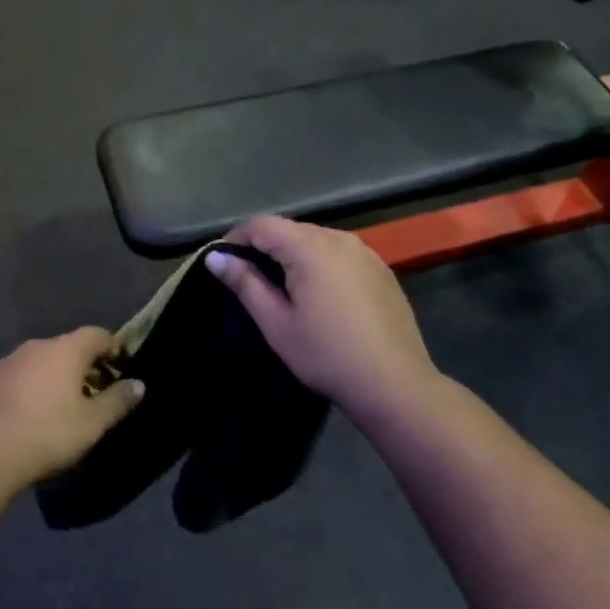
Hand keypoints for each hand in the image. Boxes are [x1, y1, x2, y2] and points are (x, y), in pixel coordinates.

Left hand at [0, 328, 144, 492]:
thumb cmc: (47, 434)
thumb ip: (118, 401)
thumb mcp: (92, 423)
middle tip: (97, 393)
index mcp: (65, 350)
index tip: (123, 368)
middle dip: (86, 366)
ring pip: (42, 362)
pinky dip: (32, 388)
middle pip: (69, 347)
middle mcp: (36, 347)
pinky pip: (19, 377)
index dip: (114, 348)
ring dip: (57, 377)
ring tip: (64, 407)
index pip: (98, 334)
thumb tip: (139, 384)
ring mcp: (8, 362)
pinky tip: (32, 415)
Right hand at [206, 217, 437, 409]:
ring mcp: (365, 252)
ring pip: (317, 240)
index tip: (222, 263)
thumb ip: (245, 283)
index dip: (236, 238)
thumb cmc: (326, 354)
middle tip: (248, 280)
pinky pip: (340, 254)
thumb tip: (215, 257)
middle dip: (265, 247)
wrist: (394, 383)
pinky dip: (321, 264)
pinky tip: (320, 296)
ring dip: (293, 255)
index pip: (262, 225)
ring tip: (282, 288)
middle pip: (290, 229)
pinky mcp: (381, 269)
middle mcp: (339, 238)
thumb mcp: (276, 323)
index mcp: (309, 247)